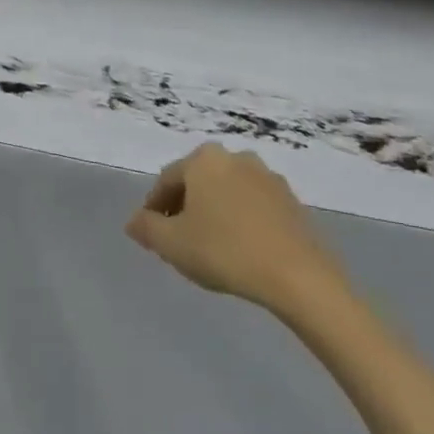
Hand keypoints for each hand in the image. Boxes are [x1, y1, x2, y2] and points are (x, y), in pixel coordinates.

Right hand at [126, 144, 351, 321]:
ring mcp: (268, 177)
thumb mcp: (171, 244)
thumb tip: (134, 221)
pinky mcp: (292, 201)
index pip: (167, 181)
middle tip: (178, 239)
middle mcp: (235, 157)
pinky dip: (240, 220)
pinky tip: (239, 249)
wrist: (298, 276)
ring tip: (209, 246)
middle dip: (184, 207)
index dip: (154, 208)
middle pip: (198, 182)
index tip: (151, 233)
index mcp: (203, 159)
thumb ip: (146, 228)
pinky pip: (253, 206)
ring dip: (213, 213)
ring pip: (226, 192)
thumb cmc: (224, 251)